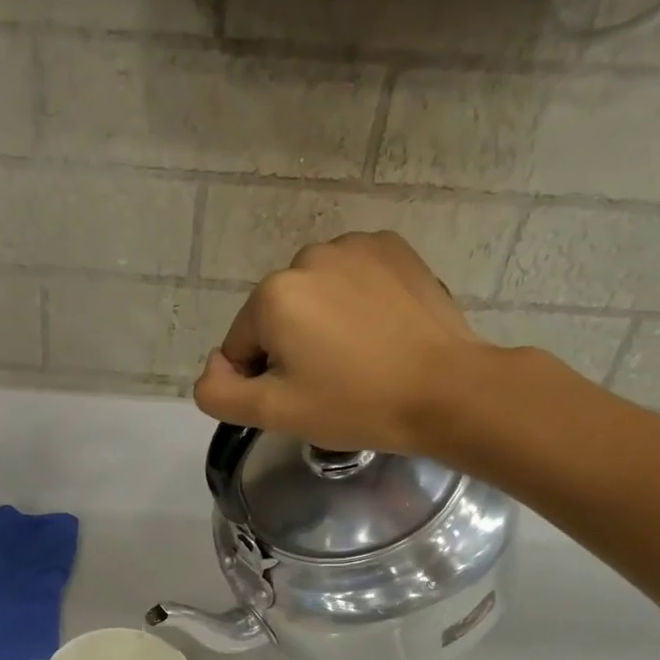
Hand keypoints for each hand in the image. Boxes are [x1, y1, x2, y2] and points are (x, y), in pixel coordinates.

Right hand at [193, 231, 527, 460]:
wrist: (447, 390)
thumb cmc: (355, 404)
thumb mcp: (274, 413)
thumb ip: (219, 394)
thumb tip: (212, 369)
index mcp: (274, 295)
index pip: (240, 346)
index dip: (261, 380)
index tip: (301, 398)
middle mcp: (308, 257)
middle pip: (276, 316)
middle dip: (292, 348)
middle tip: (331, 383)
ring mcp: (355, 246)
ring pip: (313, 296)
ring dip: (322, 324)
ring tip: (359, 358)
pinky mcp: (393, 249)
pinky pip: (351, 279)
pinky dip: (354, 303)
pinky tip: (379, 332)